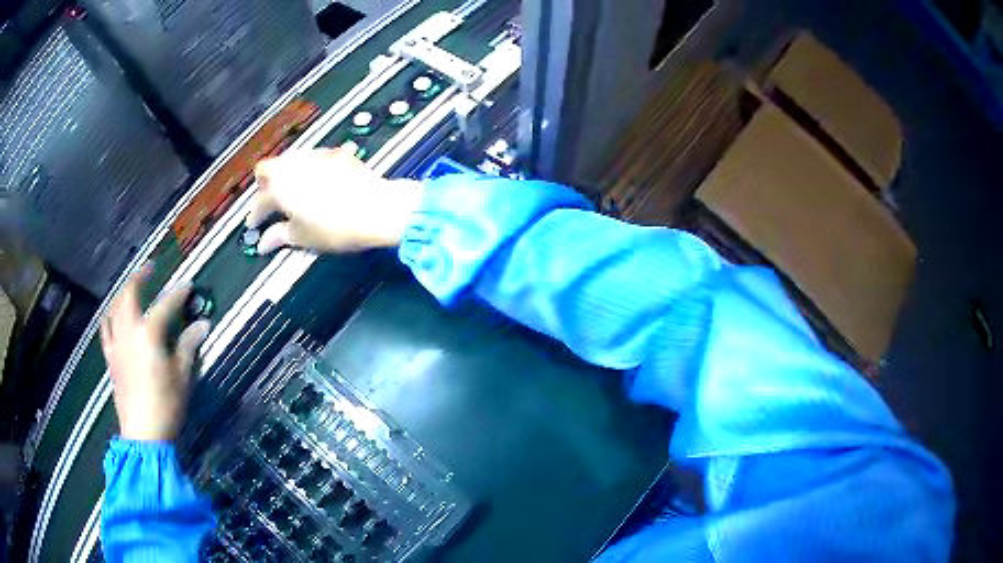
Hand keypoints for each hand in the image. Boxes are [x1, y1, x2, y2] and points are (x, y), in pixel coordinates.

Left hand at [100, 265, 210, 441]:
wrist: (142, 434)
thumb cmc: (166, 405)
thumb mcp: (182, 377)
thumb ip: (189, 346)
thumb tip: (202, 325)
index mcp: (148, 334)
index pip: (165, 305)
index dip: (178, 294)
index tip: (188, 285)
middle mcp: (128, 331)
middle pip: (129, 294)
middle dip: (140, 277)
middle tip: (150, 269)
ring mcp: (116, 343)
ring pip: (115, 307)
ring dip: (124, 292)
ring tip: (132, 287)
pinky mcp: (110, 358)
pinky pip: (107, 329)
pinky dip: (111, 316)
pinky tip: (114, 316)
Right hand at [246, 147, 423, 253]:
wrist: (376, 208)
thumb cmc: (336, 226)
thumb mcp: (303, 236)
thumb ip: (280, 236)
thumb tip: (264, 243)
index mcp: (280, 186)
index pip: (259, 201)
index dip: (255, 215)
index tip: (255, 225)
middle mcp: (294, 165)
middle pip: (269, 168)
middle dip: (265, 185)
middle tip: (269, 203)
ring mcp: (316, 155)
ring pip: (291, 159)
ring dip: (286, 174)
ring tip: (291, 192)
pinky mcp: (336, 154)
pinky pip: (315, 158)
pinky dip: (310, 169)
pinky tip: (317, 181)